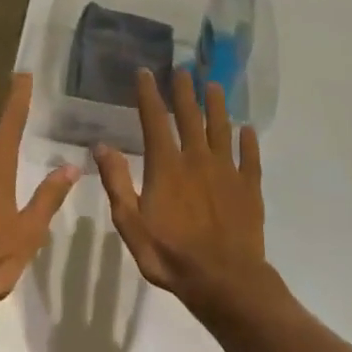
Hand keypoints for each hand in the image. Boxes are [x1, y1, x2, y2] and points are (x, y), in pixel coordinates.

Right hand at [96, 68, 273, 315]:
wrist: (225, 282)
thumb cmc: (172, 255)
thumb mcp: (131, 224)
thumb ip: (117, 182)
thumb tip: (101, 145)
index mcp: (167, 166)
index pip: (155, 121)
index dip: (149, 95)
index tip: (146, 73)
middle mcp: (197, 159)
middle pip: (190, 117)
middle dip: (185, 92)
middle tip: (183, 70)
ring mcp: (227, 172)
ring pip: (221, 130)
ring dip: (217, 106)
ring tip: (214, 86)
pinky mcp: (249, 188)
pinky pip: (250, 158)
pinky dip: (249, 141)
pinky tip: (248, 130)